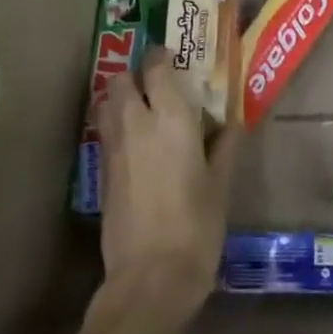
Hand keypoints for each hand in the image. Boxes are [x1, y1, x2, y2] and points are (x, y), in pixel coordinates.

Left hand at [99, 50, 241, 312]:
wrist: (151, 276)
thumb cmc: (197, 226)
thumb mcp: (221, 184)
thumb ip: (224, 147)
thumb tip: (230, 124)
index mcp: (171, 119)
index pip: (157, 68)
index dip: (162, 56)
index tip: (175, 58)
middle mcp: (136, 124)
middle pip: (119, 79)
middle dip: (135, 74)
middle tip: (158, 85)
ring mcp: (113, 149)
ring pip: (105, 104)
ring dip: (120, 97)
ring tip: (145, 109)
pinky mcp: (102, 173)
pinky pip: (105, 132)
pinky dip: (116, 125)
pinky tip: (137, 144)